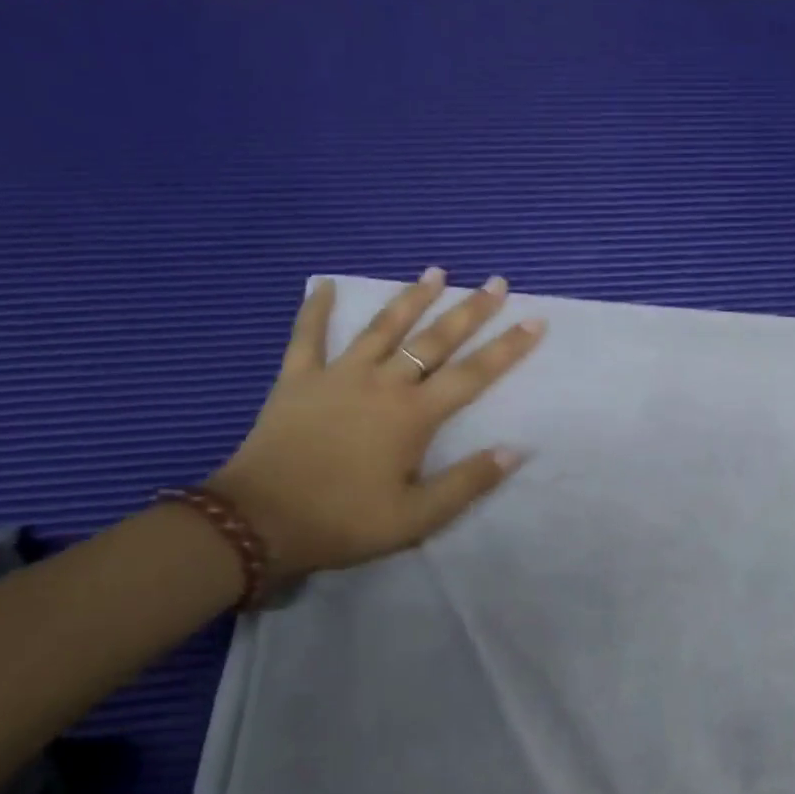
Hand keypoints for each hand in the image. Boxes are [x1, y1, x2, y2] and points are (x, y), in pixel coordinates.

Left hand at [209, 270, 545, 576]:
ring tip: (436, 272)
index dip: (507, 348)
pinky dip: (316, 309)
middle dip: (469, 311)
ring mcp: (337, 376)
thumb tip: (514, 450)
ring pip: (382, 328)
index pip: (472, 375)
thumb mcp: (417, 516)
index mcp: (413, 416)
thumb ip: (468, 482)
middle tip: (495, 283)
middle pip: (434, 340)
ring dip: (412, 298)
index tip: (534, 321)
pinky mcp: (297, 380)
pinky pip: (308, 336)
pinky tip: (325, 284)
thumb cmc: (344, 520)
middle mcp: (382, 384)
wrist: (260, 521)